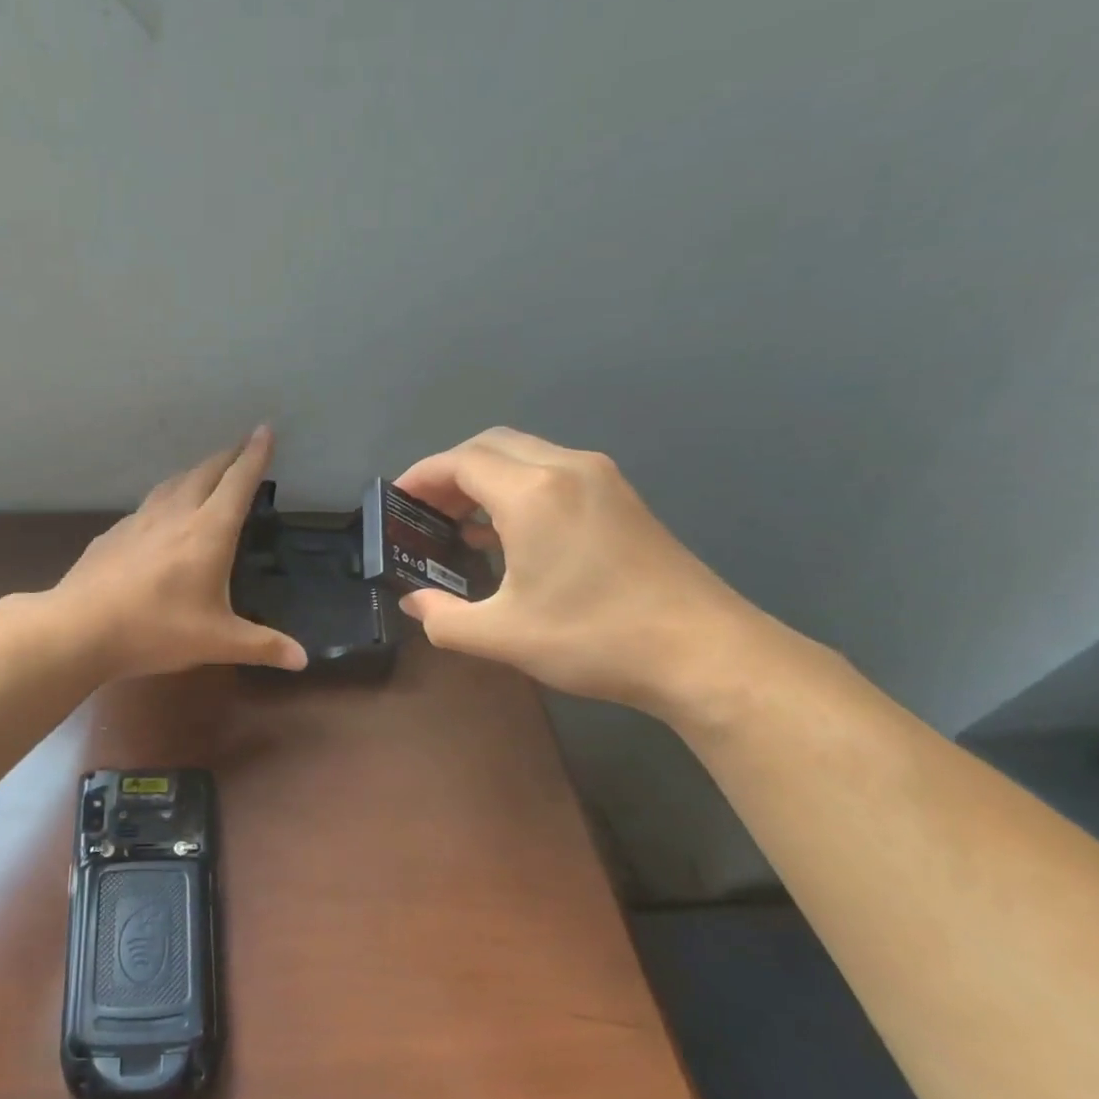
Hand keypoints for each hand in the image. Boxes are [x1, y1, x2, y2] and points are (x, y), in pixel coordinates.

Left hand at [52, 426, 308, 678]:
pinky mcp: (113, 535)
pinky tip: (159, 517)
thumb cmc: (157, 630)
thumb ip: (262, 645)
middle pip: (205, 472)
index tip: (266, 430)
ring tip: (205, 473)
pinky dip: (164, 499)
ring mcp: (139, 522)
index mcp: (208, 532)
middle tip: (242, 446)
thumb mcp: (217, 642)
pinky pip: (146, 506)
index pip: (238, 482)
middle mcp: (175, 515)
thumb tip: (303, 660)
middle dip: (228, 456)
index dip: (255, 456)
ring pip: (172, 483)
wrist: (81, 628)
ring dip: (195, 472)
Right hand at [392, 428, 770, 713]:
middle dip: (449, 471)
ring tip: (457, 522)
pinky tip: (506, 532)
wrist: (702, 652)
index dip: (421, 476)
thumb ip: (443, 618)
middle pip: (491, 445)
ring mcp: (601, 479)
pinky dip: (517, 488)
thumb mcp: (502, 636)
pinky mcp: (621, 498)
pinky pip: (553, 473)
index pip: (461, 461)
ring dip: (484, 478)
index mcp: (533, 493)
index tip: (396, 501)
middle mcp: (566, 468)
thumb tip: (413, 603)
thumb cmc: (593, 638)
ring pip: (525, 455)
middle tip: (424, 511)